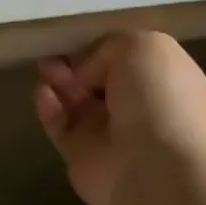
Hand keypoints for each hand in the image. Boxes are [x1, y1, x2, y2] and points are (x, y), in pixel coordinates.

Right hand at [34, 31, 205, 204]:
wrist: (156, 168)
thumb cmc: (159, 98)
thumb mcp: (142, 45)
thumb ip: (108, 47)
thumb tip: (87, 73)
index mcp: (162, 78)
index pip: (126, 55)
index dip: (101, 44)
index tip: (80, 35)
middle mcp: (137, 104)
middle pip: (95, 76)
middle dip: (74, 61)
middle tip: (55, 51)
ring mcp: (109, 132)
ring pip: (74, 98)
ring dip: (57, 78)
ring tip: (46, 68)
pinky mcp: (81, 154)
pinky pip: (58, 124)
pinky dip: (46, 106)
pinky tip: (42, 92)